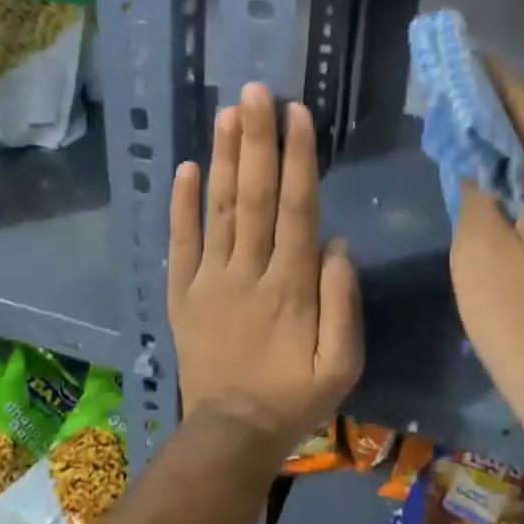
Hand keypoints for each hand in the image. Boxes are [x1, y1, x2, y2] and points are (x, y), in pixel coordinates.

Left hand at [169, 83, 362, 448]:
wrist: (232, 433)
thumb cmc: (295, 397)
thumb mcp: (342, 363)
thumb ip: (343, 302)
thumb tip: (337, 244)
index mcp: (291, 286)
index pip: (297, 209)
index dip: (297, 158)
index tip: (295, 113)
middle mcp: (249, 271)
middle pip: (254, 196)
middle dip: (256, 140)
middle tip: (255, 91)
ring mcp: (210, 280)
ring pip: (218, 210)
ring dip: (222, 159)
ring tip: (226, 113)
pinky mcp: (182, 294)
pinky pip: (180, 244)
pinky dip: (181, 206)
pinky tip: (185, 168)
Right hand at [449, 62, 523, 443]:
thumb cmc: (520, 317)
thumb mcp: (479, 249)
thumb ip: (475, 193)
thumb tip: (478, 164)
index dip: (498, 84)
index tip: (473, 57)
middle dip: (503, 116)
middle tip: (462, 98)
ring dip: (512, 153)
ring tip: (472, 136)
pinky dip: (523, 186)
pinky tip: (496, 190)